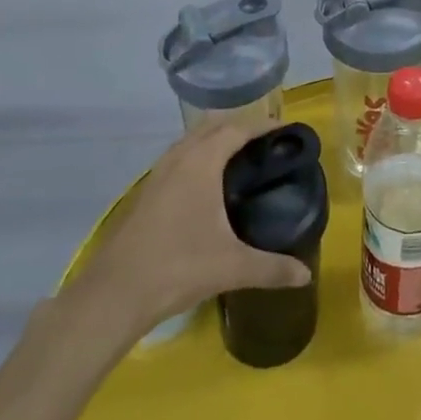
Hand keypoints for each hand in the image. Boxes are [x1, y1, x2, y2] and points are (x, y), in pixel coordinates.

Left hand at [70, 117, 311, 336]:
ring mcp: (157, 173)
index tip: (284, 130)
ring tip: (238, 158)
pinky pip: (177, 158)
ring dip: (214, 140)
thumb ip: (272, 268)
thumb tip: (306, 274)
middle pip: (213, 126)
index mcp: (202, 162)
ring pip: (191, 141)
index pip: (237, 129)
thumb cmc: (178, 267)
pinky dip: (197, 157)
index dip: (262, 126)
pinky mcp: (146, 192)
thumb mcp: (232, 267)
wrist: (115, 293)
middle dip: (239, 127)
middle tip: (265, 142)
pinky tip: (205, 185)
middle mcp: (179, 157)